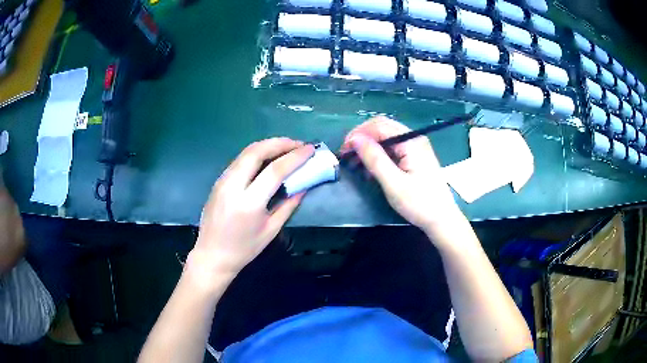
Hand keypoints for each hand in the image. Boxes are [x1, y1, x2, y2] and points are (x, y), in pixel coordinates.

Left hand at [188, 138, 313, 279]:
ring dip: (268, 145)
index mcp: (249, 203)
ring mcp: (222, 181)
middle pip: (256, 151)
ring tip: (287, 147)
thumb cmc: (244, 249)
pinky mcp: (218, 181)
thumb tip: (303, 186)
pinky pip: (240, 160)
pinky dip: (257, 153)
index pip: (275, 170)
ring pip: (246, 152)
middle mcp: (233, 186)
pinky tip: (268, 157)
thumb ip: (288, 205)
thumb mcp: (271, 230)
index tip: (310, 150)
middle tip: (298, 144)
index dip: (295, 157)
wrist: (212, 255)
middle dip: (280, 143)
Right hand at [341, 117, 465, 239]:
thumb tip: (354, 139)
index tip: (344, 150)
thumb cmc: (419, 203)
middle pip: (382, 129)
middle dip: (362, 140)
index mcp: (411, 140)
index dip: (358, 134)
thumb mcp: (393, 183)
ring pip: (385, 139)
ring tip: (355, 165)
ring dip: (368, 149)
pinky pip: (392, 150)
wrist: (442, 219)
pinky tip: (370, 171)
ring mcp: (415, 147)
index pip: (379, 126)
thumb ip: (374, 159)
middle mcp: (413, 138)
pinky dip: (378, 157)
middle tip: (347, 156)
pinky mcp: (414, 157)